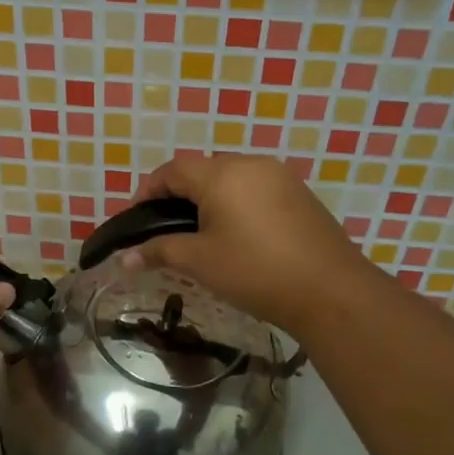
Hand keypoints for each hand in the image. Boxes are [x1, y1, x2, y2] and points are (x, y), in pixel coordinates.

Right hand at [123, 153, 377, 338]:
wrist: (330, 290)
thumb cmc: (255, 271)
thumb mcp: (201, 261)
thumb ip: (160, 251)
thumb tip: (123, 258)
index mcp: (222, 174)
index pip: (173, 170)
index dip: (148, 190)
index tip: (135, 217)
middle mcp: (251, 164)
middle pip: (203, 170)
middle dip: (178, 193)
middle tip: (165, 226)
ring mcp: (280, 177)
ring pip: (232, 178)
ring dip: (209, 197)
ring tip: (199, 231)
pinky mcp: (300, 194)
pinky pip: (256, 188)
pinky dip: (237, 203)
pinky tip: (236, 234)